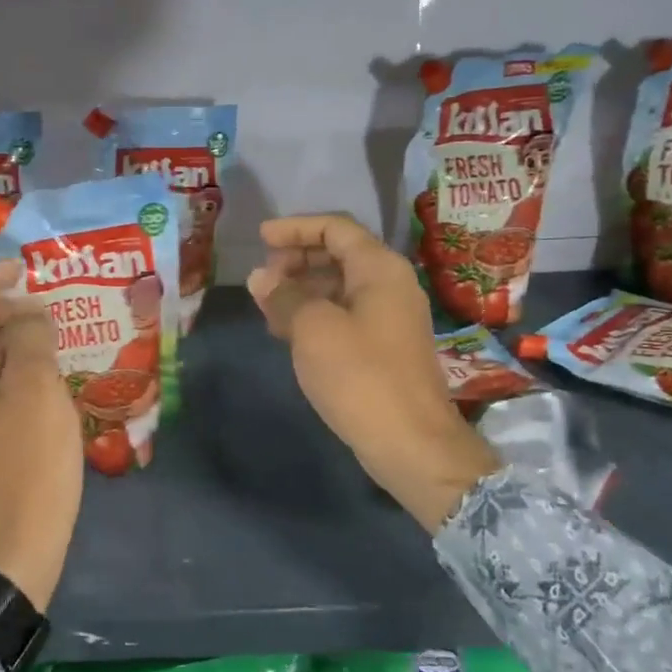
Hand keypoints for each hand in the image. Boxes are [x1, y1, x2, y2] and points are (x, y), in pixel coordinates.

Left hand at [0, 261, 82, 610]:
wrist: (12, 550)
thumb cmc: (25, 464)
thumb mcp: (36, 391)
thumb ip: (31, 340)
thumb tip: (29, 312)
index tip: (19, 267)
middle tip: (35, 301)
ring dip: (2, 342)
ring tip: (44, 334)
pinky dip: (5, 372)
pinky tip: (40, 375)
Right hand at [247, 215, 498, 533]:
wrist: (411, 442)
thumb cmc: (360, 375)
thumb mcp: (313, 329)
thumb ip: (284, 296)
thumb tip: (260, 277)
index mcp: (379, 268)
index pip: (335, 228)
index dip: (295, 228)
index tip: (260, 237)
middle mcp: (390, 285)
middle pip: (339, 255)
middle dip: (296, 260)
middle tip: (262, 277)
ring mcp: (390, 317)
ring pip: (340, 287)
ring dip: (302, 290)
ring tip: (266, 306)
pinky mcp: (385, 347)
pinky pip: (345, 315)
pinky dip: (315, 315)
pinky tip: (287, 332)